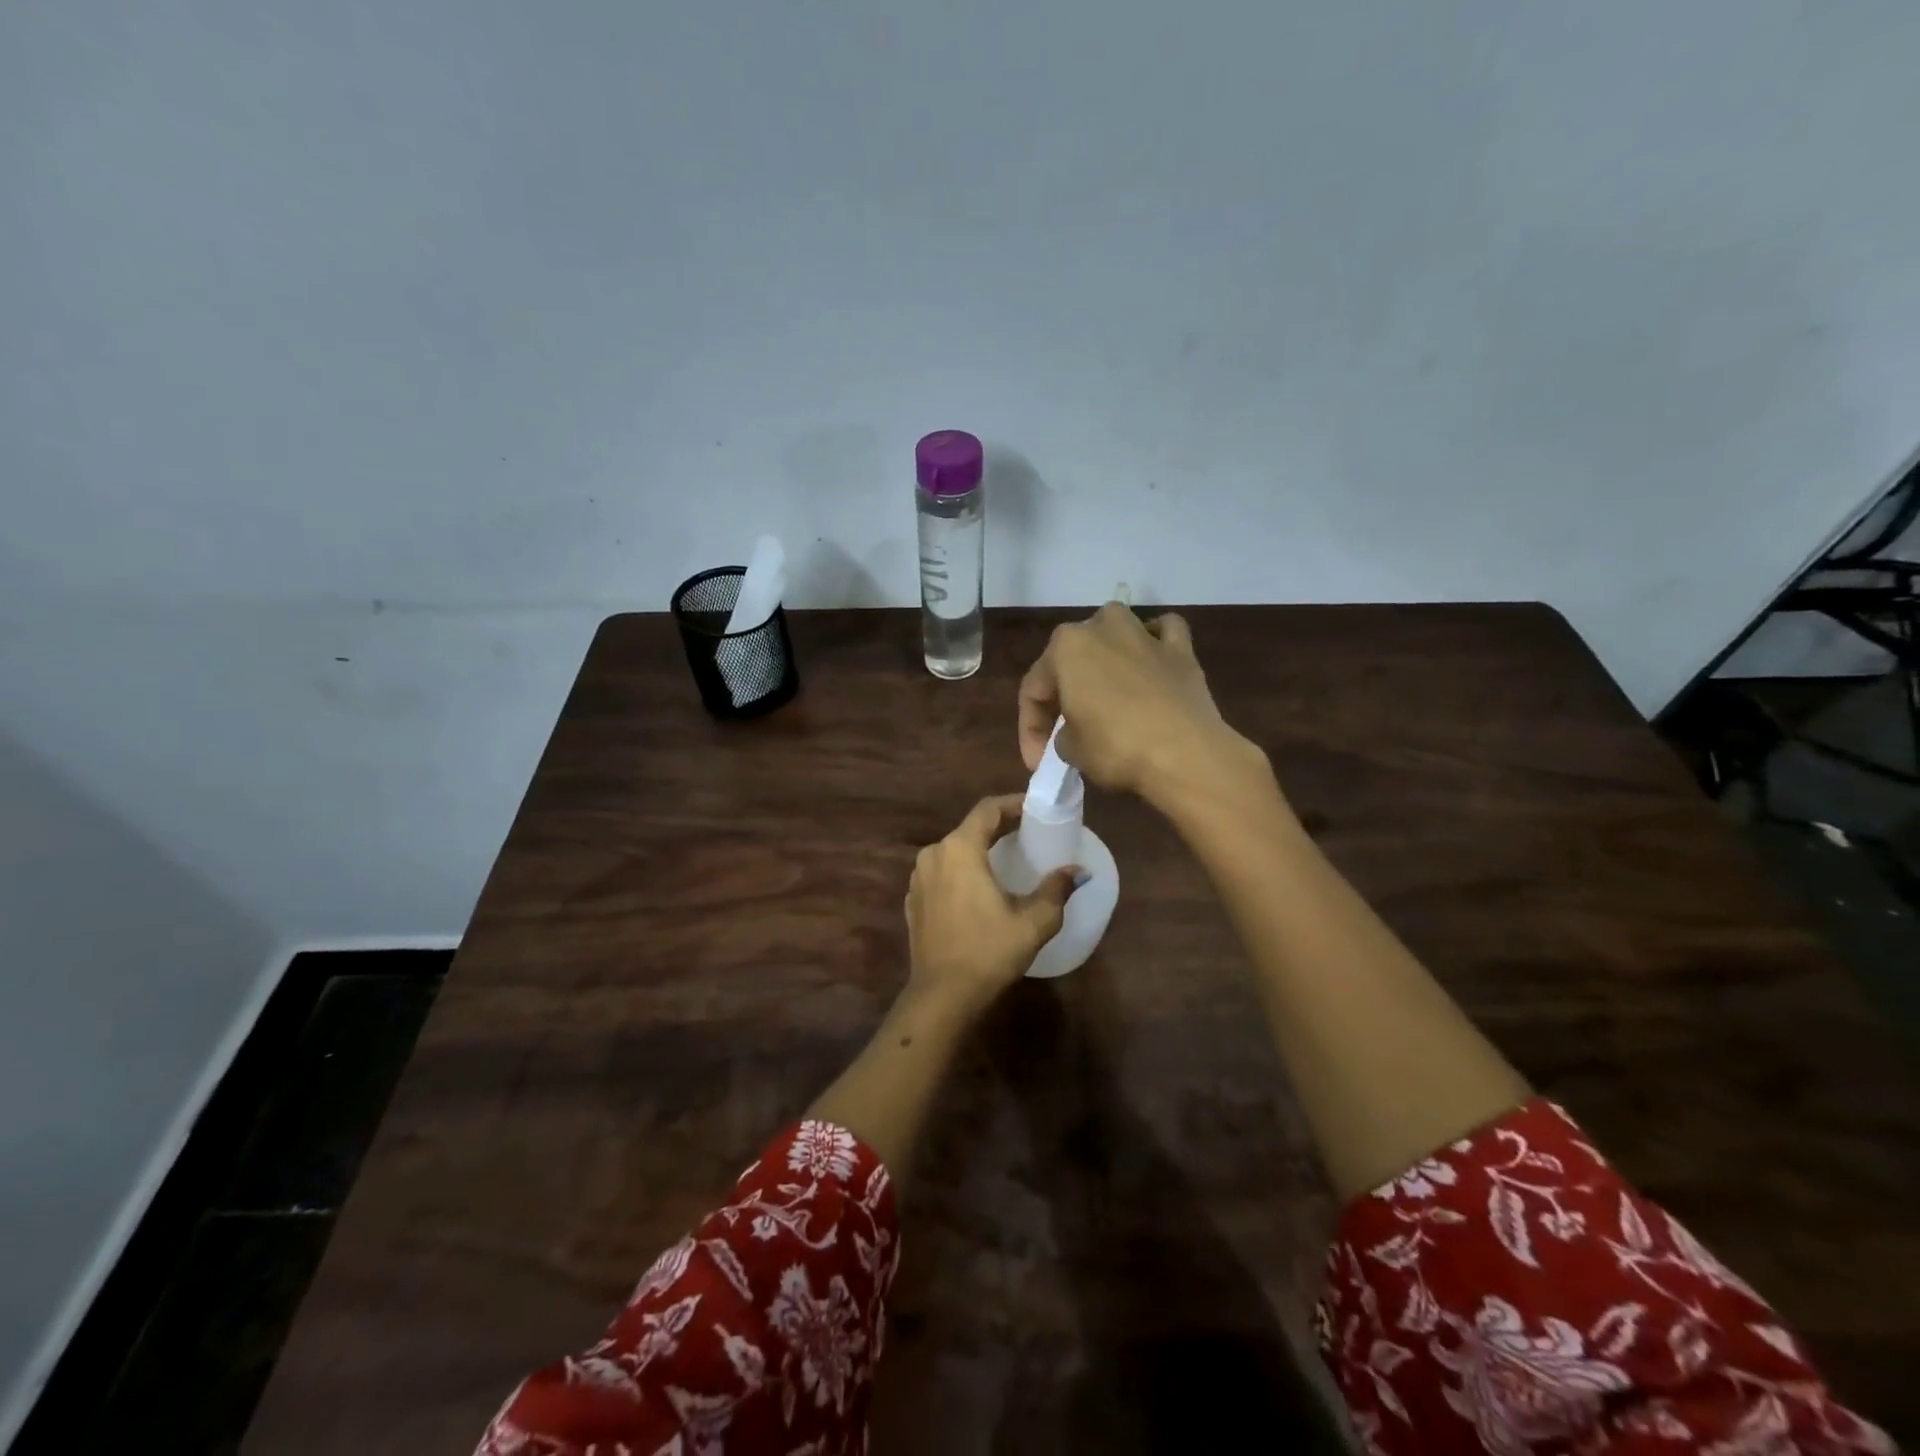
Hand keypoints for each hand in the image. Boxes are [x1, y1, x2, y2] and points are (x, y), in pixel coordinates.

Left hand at [905, 795, 1077, 1012]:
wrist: (942, 995)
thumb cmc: (989, 951)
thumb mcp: (1033, 921)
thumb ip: (1056, 890)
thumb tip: (1078, 872)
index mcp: (959, 849)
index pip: (987, 810)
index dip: (1012, 804)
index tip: (1034, 808)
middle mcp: (933, 854)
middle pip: (969, 828)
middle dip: (998, 827)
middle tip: (1027, 832)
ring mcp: (918, 878)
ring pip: (953, 850)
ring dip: (978, 849)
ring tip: (1005, 858)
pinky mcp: (913, 900)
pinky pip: (940, 872)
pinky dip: (961, 871)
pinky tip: (978, 888)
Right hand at [1018, 603, 1264, 807]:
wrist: (1185, 755)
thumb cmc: (1116, 748)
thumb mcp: (1071, 750)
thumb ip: (1063, 733)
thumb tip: (1076, 732)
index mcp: (1065, 647)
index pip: (1034, 689)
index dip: (1030, 729)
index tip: (1037, 762)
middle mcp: (1101, 627)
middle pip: (1072, 657)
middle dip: (1065, 691)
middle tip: (1065, 729)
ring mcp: (1144, 633)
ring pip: (1115, 631)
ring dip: (1105, 653)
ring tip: (1103, 688)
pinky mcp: (1181, 649)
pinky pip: (1163, 633)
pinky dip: (1154, 642)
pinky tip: (1150, 661)